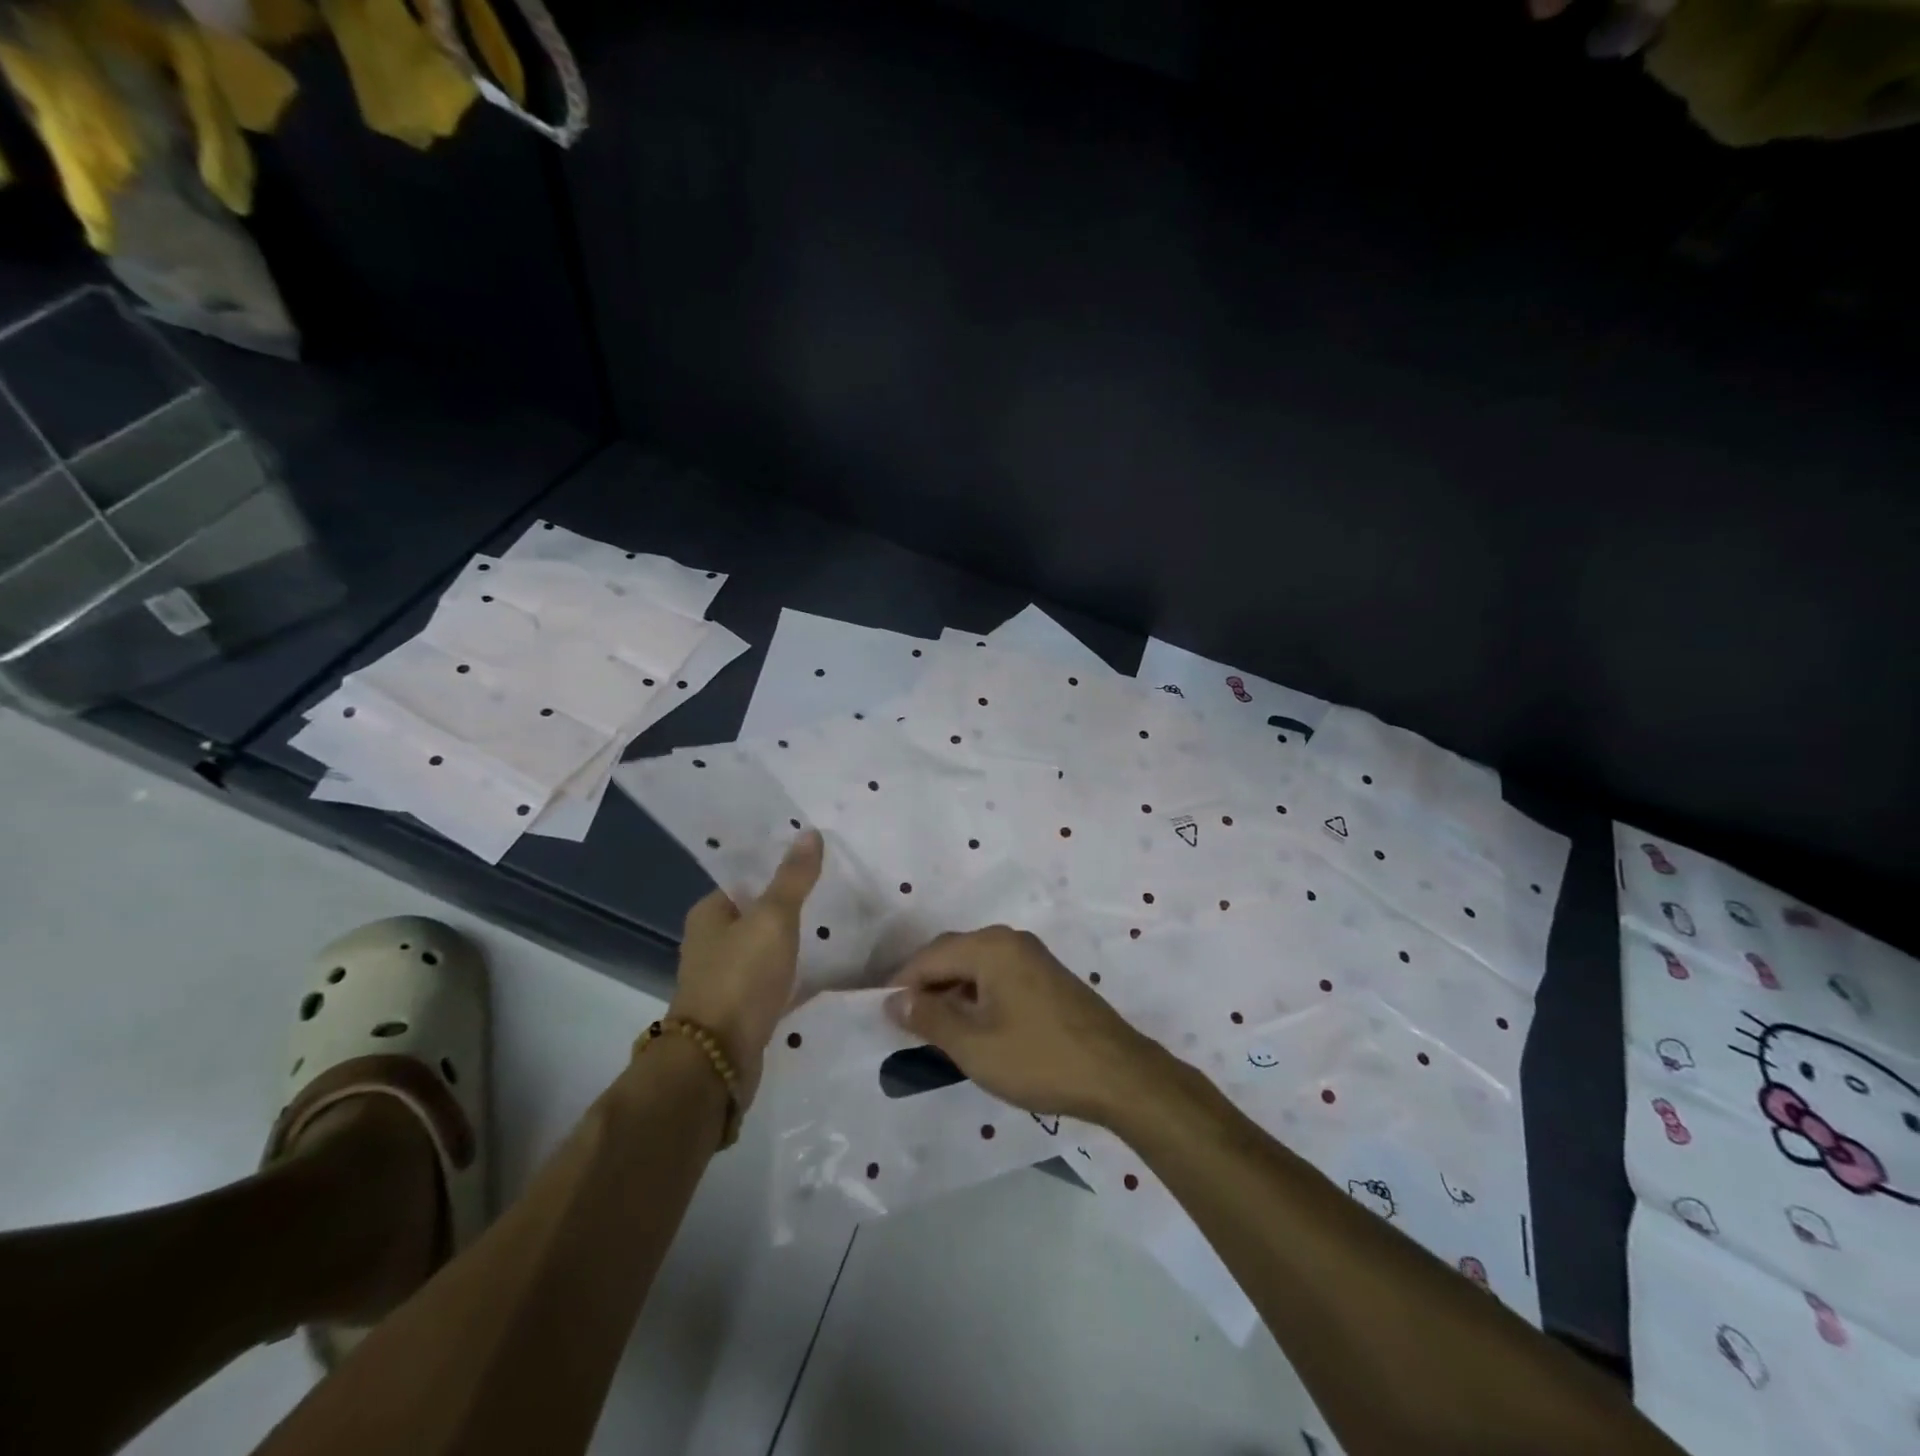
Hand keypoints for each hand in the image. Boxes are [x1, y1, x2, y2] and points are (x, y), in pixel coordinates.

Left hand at [669, 829, 823, 1103]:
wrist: (717, 1061)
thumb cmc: (741, 978)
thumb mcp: (773, 919)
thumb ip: (793, 878)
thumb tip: (810, 832)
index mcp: (709, 913)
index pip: (747, 878)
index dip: (779, 868)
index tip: (817, 863)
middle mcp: (710, 942)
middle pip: (756, 913)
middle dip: (790, 905)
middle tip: (834, 891)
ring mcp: (724, 978)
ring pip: (765, 947)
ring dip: (792, 940)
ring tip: (834, 927)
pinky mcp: (741, 1008)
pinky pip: (772, 979)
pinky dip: (793, 973)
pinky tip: (823, 969)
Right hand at [884, 926, 1157, 1122]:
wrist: (1118, 1074)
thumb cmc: (1039, 1059)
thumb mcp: (974, 1046)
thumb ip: (929, 1018)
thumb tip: (892, 1000)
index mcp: (991, 947)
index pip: (930, 957)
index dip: (901, 984)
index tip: (880, 1015)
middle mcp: (1011, 940)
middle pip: (953, 954)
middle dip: (925, 985)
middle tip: (904, 1024)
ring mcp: (1033, 956)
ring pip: (976, 965)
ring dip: (952, 991)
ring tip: (934, 1029)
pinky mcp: (1048, 976)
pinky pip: (998, 975)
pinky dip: (977, 995)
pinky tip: (973, 1026)